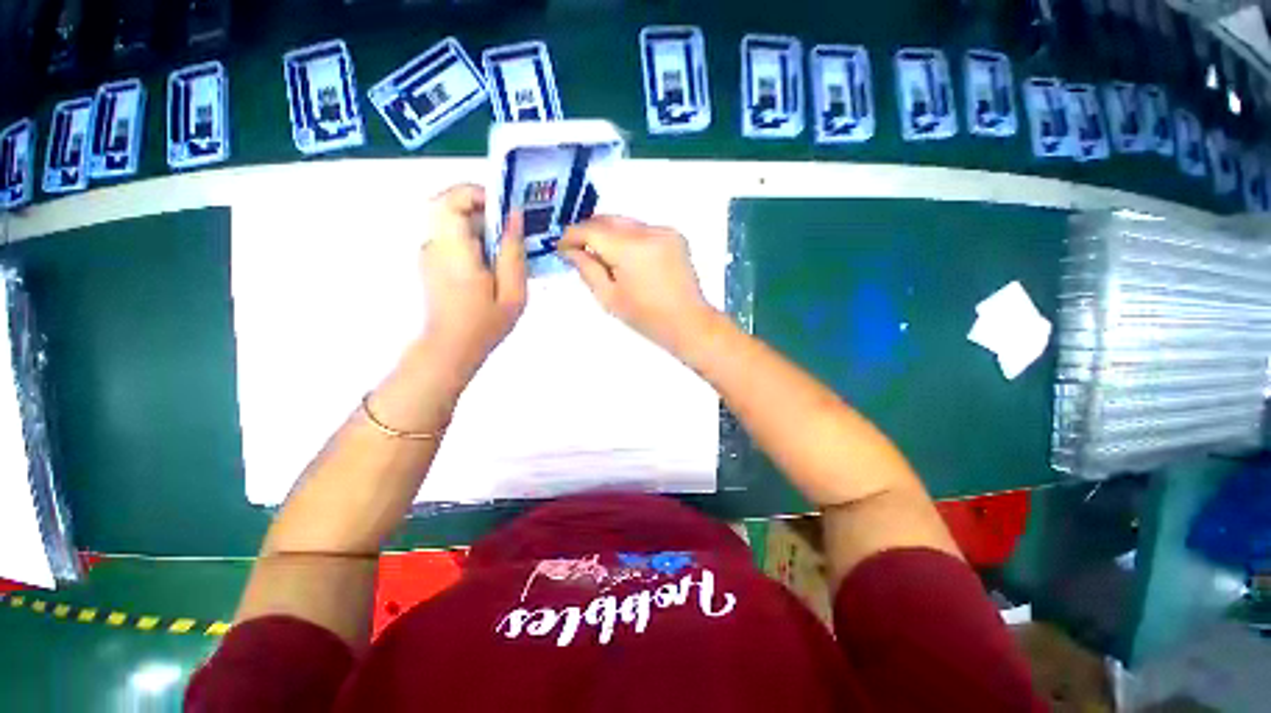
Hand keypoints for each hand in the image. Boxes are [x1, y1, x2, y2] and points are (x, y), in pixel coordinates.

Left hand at [419, 184, 526, 378]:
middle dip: (488, 216)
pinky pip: (455, 238)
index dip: (477, 193)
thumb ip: (513, 253)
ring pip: (457, 223)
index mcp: (454, 251)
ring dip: (484, 231)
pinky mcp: (433, 261)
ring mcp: (431, 253)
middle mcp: (436, 245)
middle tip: (514, 238)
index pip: (451, 200)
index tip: (504, 208)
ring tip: (507, 257)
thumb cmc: (485, 324)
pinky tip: (493, 268)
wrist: (451, 348)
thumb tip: (514, 217)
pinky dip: (476, 243)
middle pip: (456, 208)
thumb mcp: (513, 293)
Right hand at [559, 215, 719, 354]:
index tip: (560, 246)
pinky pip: (643, 229)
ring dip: (609, 233)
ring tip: (600, 254)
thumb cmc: (647, 318)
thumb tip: (570, 251)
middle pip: (609, 220)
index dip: (572, 235)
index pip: (592, 230)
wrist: (688, 322)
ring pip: (626, 223)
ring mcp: (665, 231)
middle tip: (577, 249)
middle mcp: (648, 231)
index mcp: (630, 249)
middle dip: (589, 231)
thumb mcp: (609, 298)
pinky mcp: (675, 235)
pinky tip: (627, 257)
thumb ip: (587, 269)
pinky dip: (629, 237)